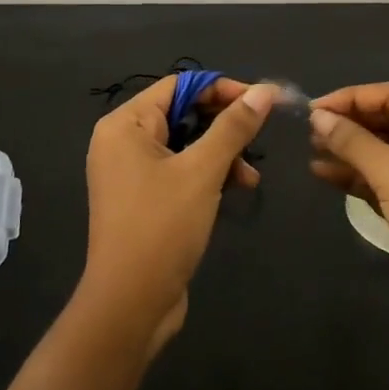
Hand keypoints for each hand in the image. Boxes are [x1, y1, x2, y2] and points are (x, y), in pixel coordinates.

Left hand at [80, 76, 276, 356]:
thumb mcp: (203, 171)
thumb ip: (234, 127)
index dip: (222, 89)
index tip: (262, 101)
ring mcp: (131, 173)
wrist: (130, 303)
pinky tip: (236, 191)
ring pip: (186, 145)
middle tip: (260, 137)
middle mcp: (123, 142)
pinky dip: (208, 176)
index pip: (179, 86)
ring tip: (249, 178)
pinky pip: (180, 172)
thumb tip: (265, 90)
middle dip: (224, 126)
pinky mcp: (144, 199)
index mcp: (125, 124)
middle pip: (183, 113)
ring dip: (221, 154)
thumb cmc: (161, 226)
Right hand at [309, 83, 388, 389]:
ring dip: (352, 151)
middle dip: (351, 124)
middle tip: (308, 132)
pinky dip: (361, 177)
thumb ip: (353, 142)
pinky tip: (326, 175)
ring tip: (312, 151)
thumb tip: (317, 117)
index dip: (351, 99)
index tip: (311, 109)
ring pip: (388, 151)